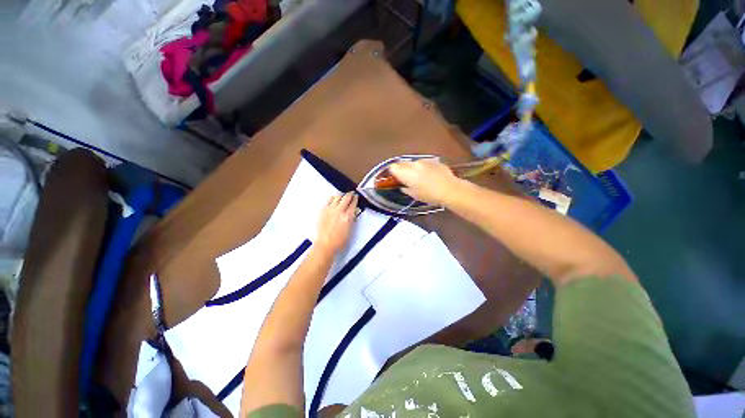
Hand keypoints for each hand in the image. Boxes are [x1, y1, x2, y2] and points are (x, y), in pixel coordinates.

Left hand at [315, 192, 357, 253]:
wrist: (325, 244)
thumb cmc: (339, 241)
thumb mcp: (350, 230)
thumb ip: (353, 219)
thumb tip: (354, 212)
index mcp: (348, 216)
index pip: (353, 203)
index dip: (356, 199)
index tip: (356, 197)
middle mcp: (339, 211)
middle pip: (346, 197)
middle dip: (350, 194)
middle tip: (351, 194)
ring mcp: (330, 210)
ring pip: (337, 197)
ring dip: (341, 196)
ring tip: (343, 196)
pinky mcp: (323, 210)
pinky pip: (328, 200)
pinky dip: (332, 198)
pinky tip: (334, 200)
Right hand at [388, 159, 462, 204]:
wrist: (449, 189)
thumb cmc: (429, 195)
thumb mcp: (414, 195)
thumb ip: (405, 188)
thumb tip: (403, 186)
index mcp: (405, 173)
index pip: (392, 167)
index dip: (392, 173)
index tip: (395, 179)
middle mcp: (413, 164)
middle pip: (402, 163)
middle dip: (402, 169)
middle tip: (406, 179)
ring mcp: (424, 161)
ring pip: (414, 162)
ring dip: (414, 168)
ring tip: (420, 178)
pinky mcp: (434, 161)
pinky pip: (425, 163)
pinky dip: (424, 168)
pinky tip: (431, 176)